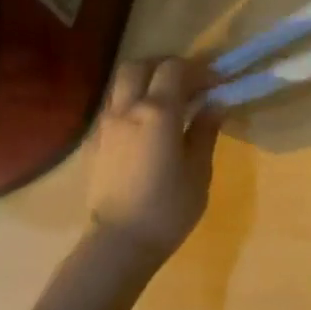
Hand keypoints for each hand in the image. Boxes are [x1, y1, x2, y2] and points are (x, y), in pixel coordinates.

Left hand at [79, 58, 220, 267]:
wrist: (119, 243)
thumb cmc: (168, 207)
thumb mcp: (199, 169)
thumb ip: (205, 131)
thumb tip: (215, 105)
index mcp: (157, 112)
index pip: (175, 69)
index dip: (199, 69)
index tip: (217, 83)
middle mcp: (126, 109)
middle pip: (138, 66)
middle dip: (164, 66)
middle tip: (187, 83)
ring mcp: (105, 125)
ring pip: (120, 85)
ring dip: (145, 83)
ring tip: (167, 104)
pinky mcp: (93, 144)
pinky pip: (113, 109)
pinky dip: (131, 105)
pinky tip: (147, 129)